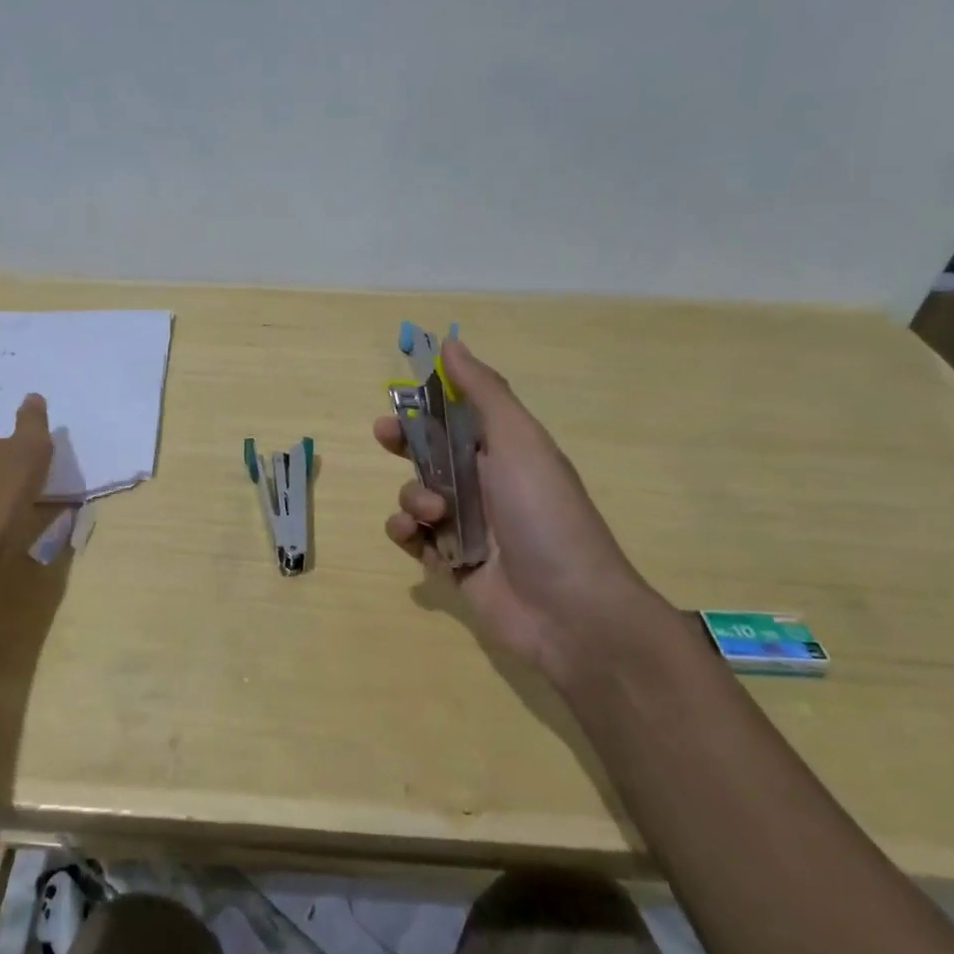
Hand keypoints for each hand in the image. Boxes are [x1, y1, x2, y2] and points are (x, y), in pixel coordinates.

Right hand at [372, 338, 668, 682]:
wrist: (569, 609)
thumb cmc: (544, 513)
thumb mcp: (519, 441)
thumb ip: (484, 392)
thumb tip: (452, 344)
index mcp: (504, 452)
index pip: (458, 417)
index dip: (428, 403)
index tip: (401, 393)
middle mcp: (484, 485)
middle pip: (430, 454)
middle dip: (404, 443)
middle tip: (384, 436)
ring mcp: (466, 527)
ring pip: (415, 495)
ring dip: (412, 495)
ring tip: (432, 513)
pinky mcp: (449, 564)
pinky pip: (411, 537)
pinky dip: (406, 532)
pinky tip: (415, 534)